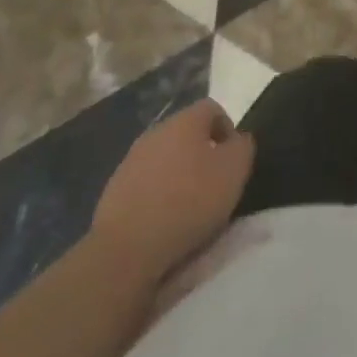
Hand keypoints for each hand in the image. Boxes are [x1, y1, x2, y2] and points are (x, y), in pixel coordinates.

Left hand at [92, 100, 253, 276]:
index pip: (212, 109)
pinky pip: (145, 182)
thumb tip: (238, 139)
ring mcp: (130, 161)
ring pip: (164, 158)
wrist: (126, 248)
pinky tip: (163, 219)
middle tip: (214, 182)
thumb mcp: (234, 171)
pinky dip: (157, 194)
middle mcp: (156, 132)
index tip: (233, 160)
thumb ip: (242, 147)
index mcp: (185, 121)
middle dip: (202, 152)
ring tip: (188, 204)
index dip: (227, 129)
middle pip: (186, 132)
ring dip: (178, 173)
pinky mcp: (114, 190)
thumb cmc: (189, 201)